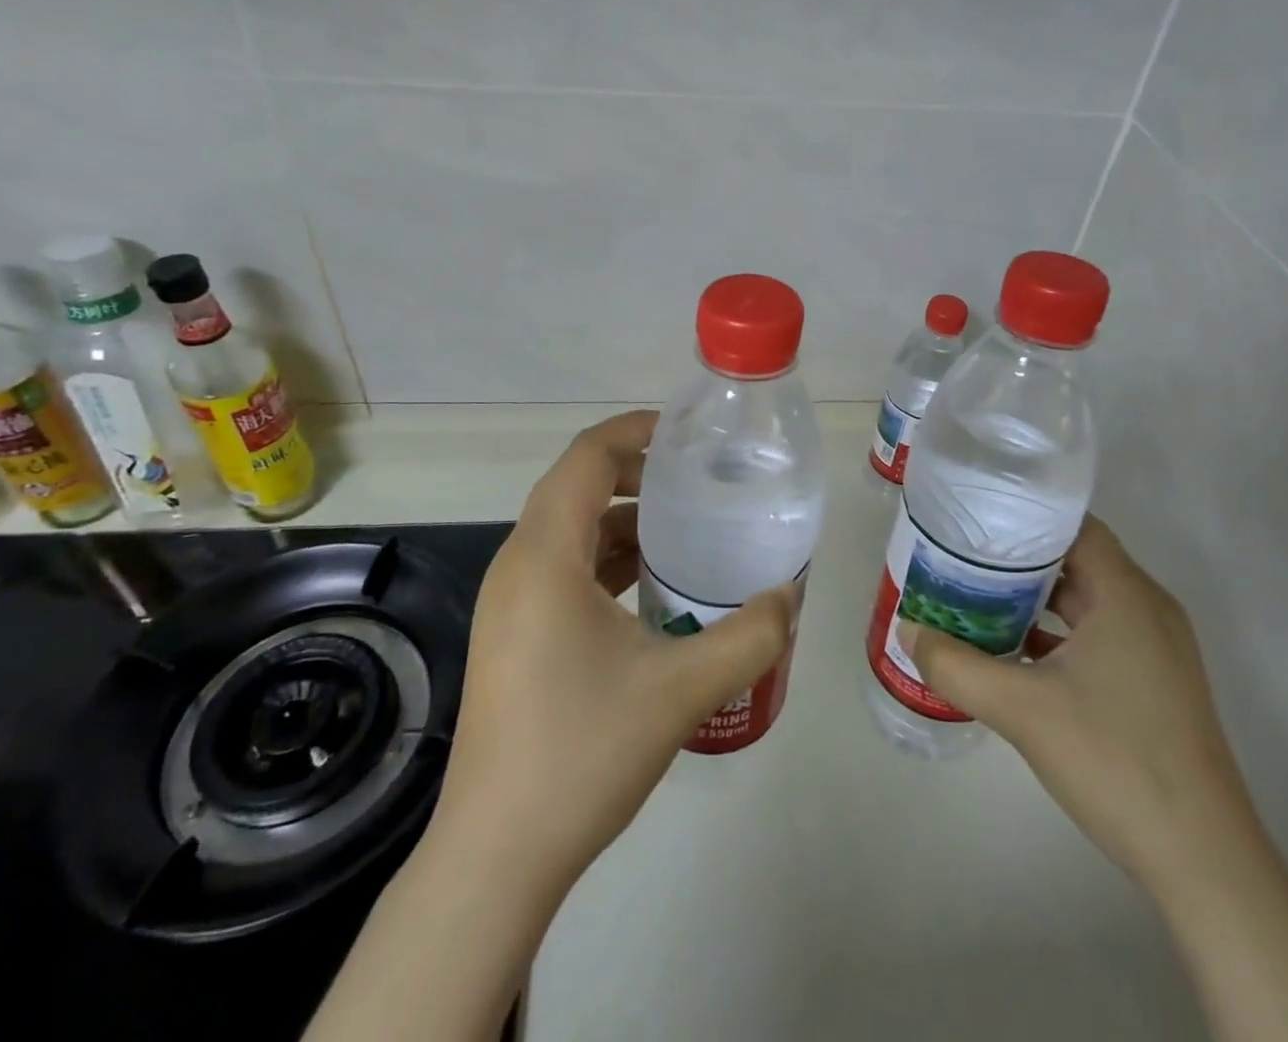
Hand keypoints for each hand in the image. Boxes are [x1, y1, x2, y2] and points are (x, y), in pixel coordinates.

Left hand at [428, 410, 798, 890]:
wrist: (496, 857)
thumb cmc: (581, 753)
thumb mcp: (681, 689)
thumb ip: (750, 635)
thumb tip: (790, 597)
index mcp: (544, 556)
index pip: (587, 458)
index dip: (635, 430)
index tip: (686, 434)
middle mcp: (517, 567)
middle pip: (576, 487)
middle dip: (635, 472)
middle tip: (695, 480)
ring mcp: (508, 605)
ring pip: (569, 531)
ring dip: (622, 520)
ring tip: (683, 531)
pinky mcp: (512, 637)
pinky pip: (562, 570)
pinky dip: (606, 560)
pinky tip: (650, 590)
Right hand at [900, 515, 1253, 891]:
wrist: (1203, 861)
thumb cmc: (1114, 759)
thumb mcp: (1021, 709)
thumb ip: (956, 665)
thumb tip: (906, 629)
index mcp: (1126, 595)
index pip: (1073, 526)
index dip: (1024, 516)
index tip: (975, 520)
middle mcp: (1148, 609)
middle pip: (1076, 561)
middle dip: (1019, 559)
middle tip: (963, 559)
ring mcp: (1157, 649)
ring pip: (1086, 602)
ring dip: (1035, 600)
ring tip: (977, 599)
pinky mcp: (1155, 684)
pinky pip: (1099, 636)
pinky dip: (1058, 634)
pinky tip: (1015, 654)